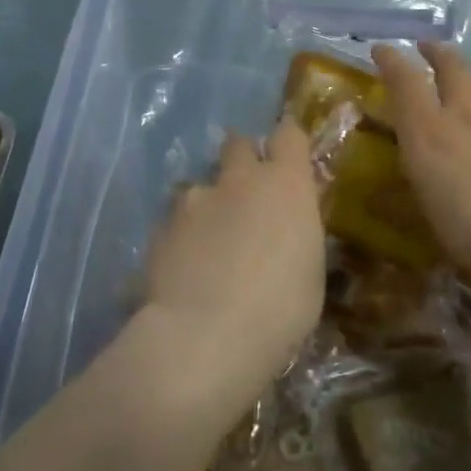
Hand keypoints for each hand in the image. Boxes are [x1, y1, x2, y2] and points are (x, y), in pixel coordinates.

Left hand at [139, 119, 325, 407]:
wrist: (205, 335)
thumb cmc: (280, 310)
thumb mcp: (310, 272)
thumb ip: (296, 234)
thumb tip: (286, 228)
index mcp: (285, 185)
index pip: (288, 135)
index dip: (287, 141)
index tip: (287, 154)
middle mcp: (238, 180)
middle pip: (238, 144)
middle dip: (241, 158)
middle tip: (246, 192)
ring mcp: (194, 200)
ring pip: (201, 187)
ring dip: (207, 205)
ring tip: (208, 245)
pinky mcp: (160, 227)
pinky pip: (175, 222)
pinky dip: (182, 238)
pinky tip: (184, 269)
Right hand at [373, 41, 470, 286]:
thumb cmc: (462, 229)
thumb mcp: (419, 211)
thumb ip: (401, 196)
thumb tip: (378, 198)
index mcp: (425, 131)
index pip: (404, 80)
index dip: (390, 60)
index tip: (380, 50)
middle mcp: (461, 118)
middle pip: (451, 67)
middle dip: (436, 51)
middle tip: (425, 47)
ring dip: (469, 71)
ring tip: (464, 73)